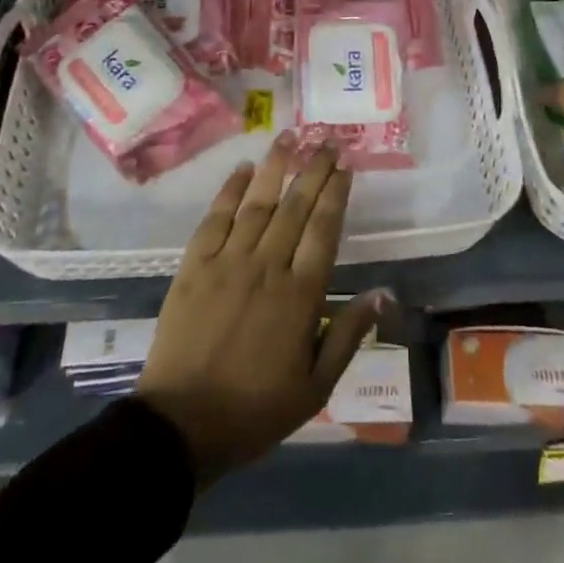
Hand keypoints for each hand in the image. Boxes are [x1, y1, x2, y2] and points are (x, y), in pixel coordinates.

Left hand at [137, 134, 385, 488]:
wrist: (181, 426)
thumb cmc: (255, 410)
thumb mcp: (315, 387)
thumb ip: (347, 335)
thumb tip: (382, 293)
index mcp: (300, 295)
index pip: (324, 229)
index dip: (336, 194)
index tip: (346, 166)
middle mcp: (266, 266)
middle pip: (295, 207)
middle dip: (314, 170)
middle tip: (327, 141)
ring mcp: (227, 262)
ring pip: (257, 203)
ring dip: (275, 168)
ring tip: (289, 136)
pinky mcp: (194, 267)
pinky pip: (215, 219)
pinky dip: (230, 191)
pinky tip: (243, 170)